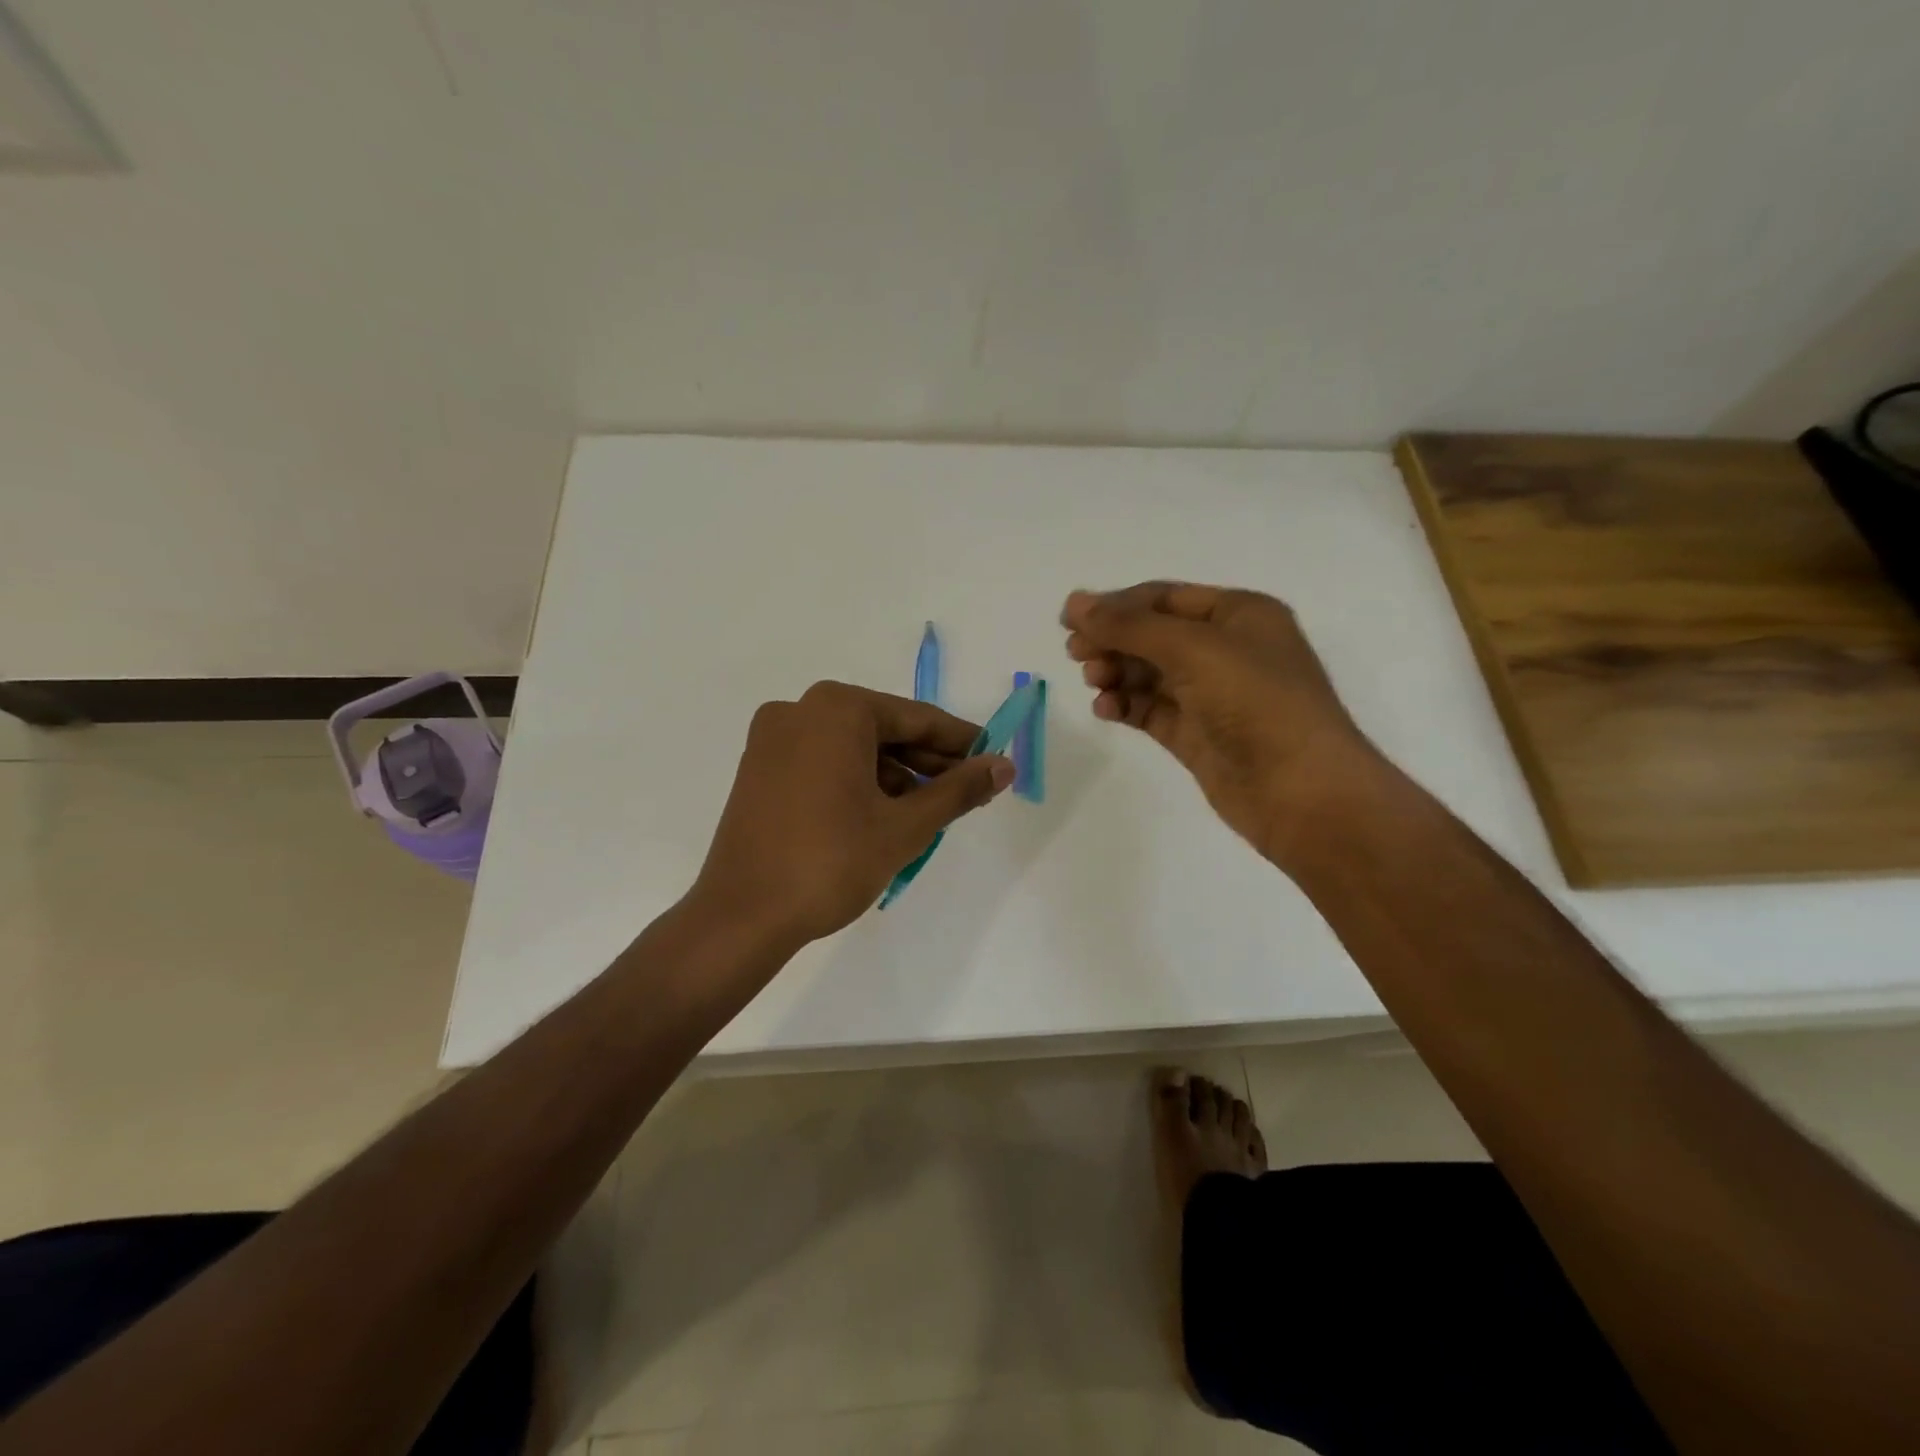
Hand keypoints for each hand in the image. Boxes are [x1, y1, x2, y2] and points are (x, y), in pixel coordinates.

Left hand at [689, 681, 1014, 946]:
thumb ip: (958, 790)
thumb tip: (1003, 766)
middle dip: (927, 762)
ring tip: (929, 812)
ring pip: (853, 748)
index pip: (916, 719)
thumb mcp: (905, 826)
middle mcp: (799, 710)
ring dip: (895, 775)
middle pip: (883, 730)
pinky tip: (884, 814)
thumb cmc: (831, 862)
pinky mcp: (758, 769)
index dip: (960, 742)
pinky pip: (824, 763)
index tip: (993, 759)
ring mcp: (772, 739)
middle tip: (968, 792)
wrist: (742, 917)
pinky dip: (858, 782)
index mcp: (836, 709)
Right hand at [1062, 582, 1380, 862]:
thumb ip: (1129, 626)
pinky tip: (1106, 710)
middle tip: (1075, 654)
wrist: (1301, 792)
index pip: (1164, 598)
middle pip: (1153, 635)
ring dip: (1116, 673)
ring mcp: (1211, 695)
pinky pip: (1151, 710)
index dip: (1116, 605)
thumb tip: (1074, 602)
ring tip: (1095, 682)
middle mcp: (1226, 650)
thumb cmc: (1256, 702)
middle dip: (1113, 640)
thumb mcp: (1193, 649)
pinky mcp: (1197, 735)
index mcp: (1239, 615)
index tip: (1069, 620)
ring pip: (1149, 674)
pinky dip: (1126, 706)